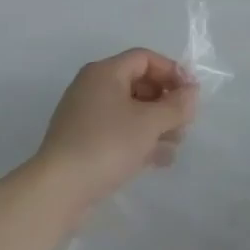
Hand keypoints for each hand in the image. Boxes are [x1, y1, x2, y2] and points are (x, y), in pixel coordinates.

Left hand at [33, 49, 198, 213]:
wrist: (58, 190)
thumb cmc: (107, 145)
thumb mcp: (150, 123)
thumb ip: (176, 105)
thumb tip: (191, 92)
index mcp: (105, 73)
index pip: (145, 58)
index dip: (172, 71)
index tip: (191, 94)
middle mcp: (93, 88)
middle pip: (139, 84)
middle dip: (166, 102)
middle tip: (185, 122)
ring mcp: (86, 116)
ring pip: (131, 111)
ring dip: (157, 124)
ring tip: (176, 145)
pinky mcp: (83, 142)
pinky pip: (119, 131)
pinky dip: (139, 140)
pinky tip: (159, 160)